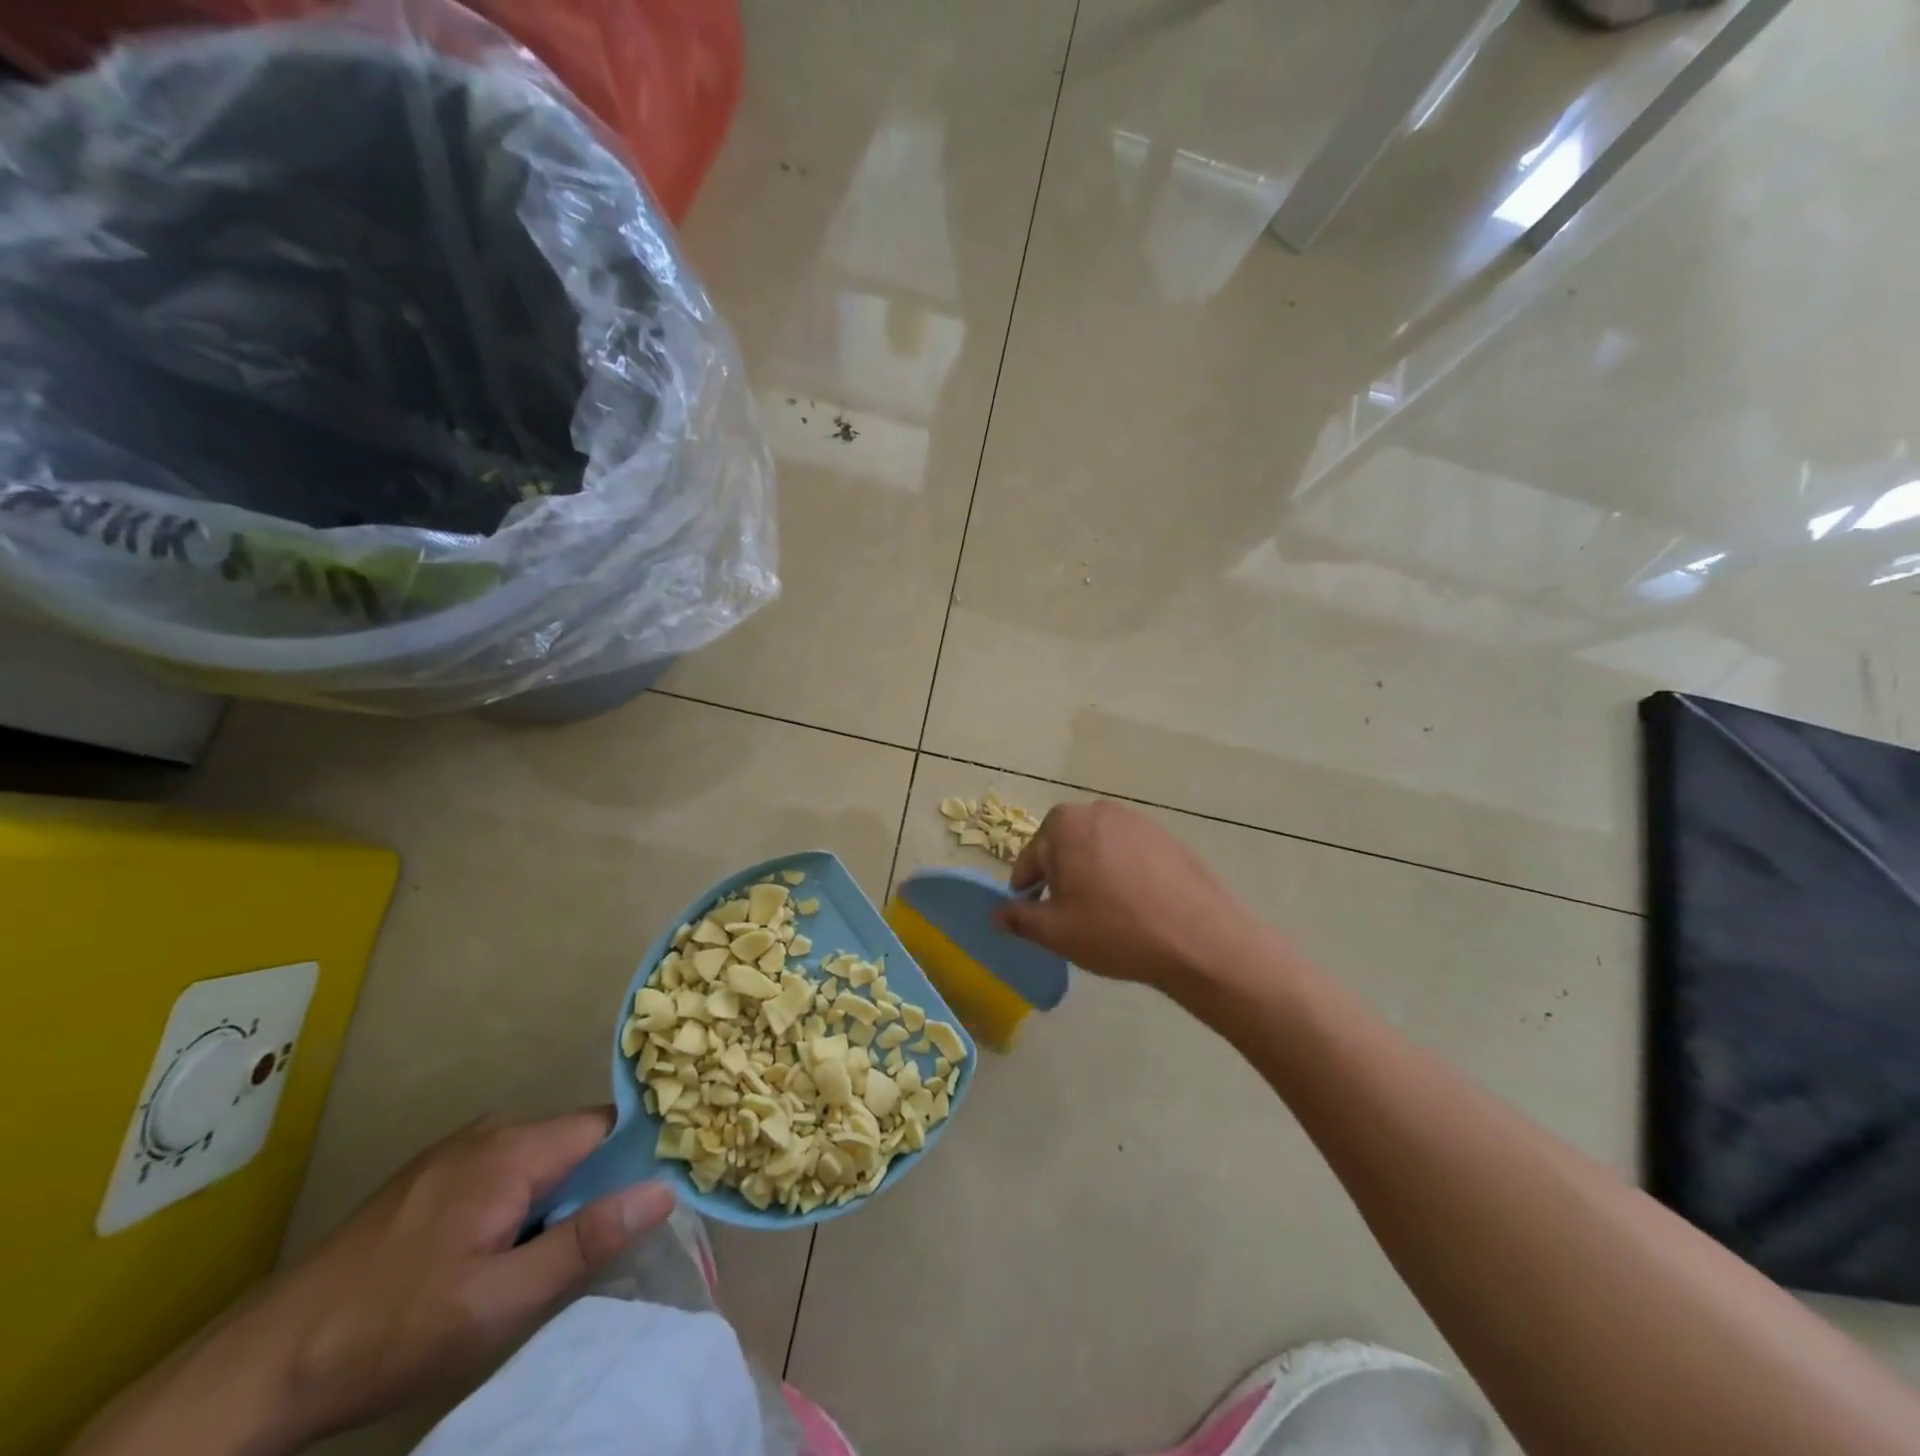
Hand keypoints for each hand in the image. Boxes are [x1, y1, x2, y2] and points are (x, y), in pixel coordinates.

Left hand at [69, 1110, 674, 1455]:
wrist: (260, 1368)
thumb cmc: (394, 1331)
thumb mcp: (502, 1300)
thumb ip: (587, 1240)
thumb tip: (664, 1189)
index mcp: (513, 1148)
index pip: (607, 1126)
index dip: (633, 1159)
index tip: (645, 1201)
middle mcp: (489, 1130)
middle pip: (574, 1140)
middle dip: (592, 1186)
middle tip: (586, 1248)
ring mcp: (455, 1149)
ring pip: (539, 1156)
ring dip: (554, 1196)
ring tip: (539, 1257)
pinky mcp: (430, 1174)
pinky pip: (503, 1167)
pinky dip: (518, 1198)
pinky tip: (492, 1251)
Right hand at [994, 800, 1278, 992]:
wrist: (1198, 937)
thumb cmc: (1114, 929)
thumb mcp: (1055, 931)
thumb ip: (1019, 918)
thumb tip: (997, 915)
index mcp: (1065, 824)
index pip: (1031, 859)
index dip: (1028, 891)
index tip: (1036, 916)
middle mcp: (1100, 811)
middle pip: (1065, 847)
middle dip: (1063, 878)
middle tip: (1072, 917)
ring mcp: (1138, 821)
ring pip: (1099, 849)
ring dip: (1094, 874)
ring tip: (1107, 914)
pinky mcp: (1168, 837)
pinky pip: (1131, 855)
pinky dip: (1125, 875)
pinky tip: (1137, 906)